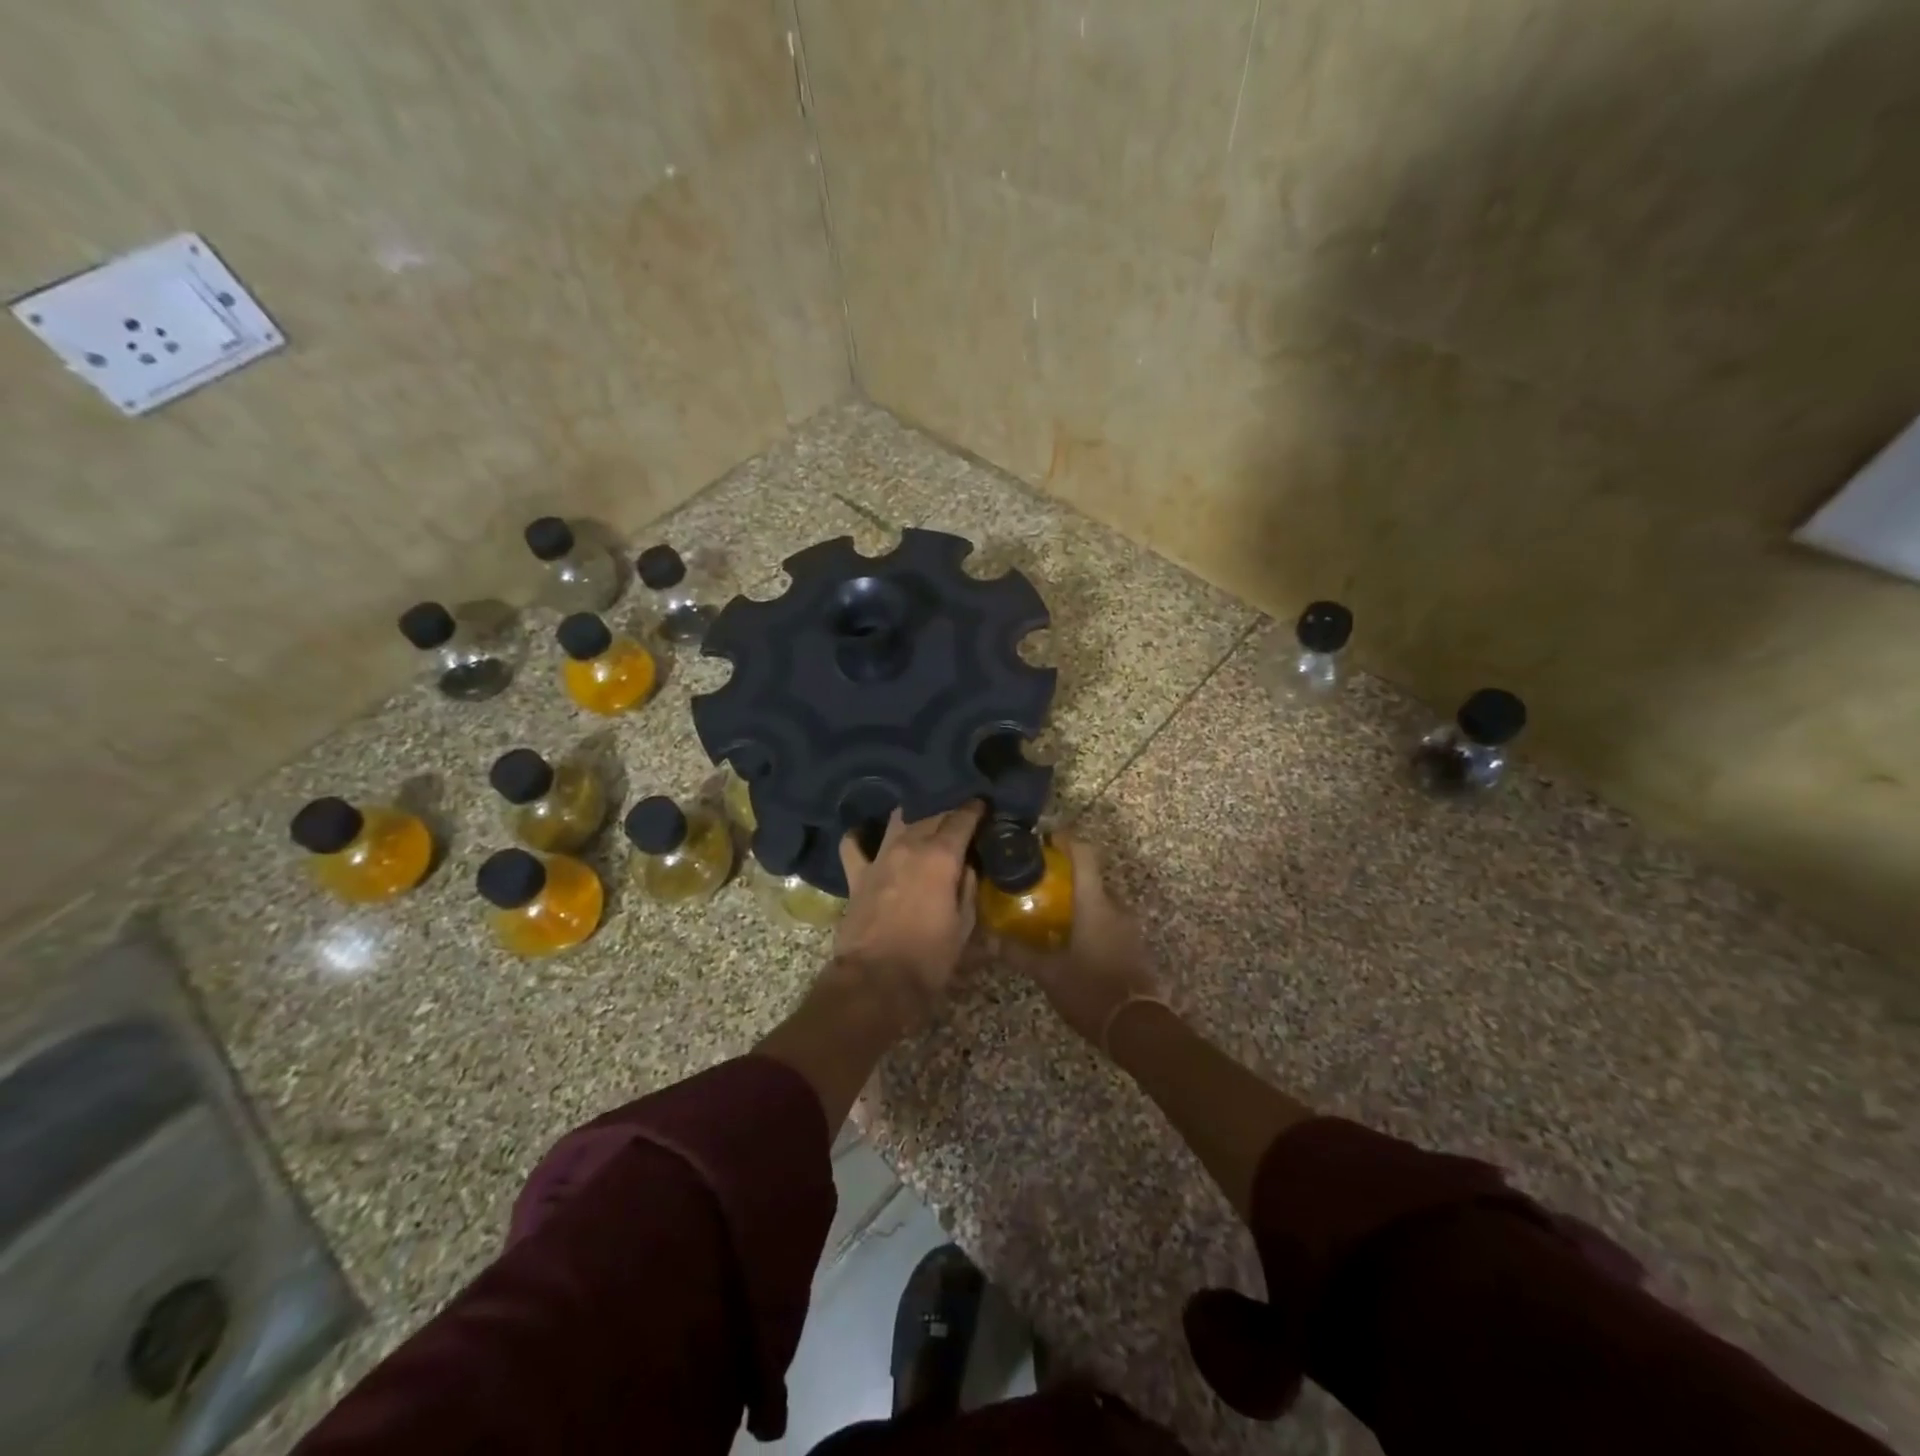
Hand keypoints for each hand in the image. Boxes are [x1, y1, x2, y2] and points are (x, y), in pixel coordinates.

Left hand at [833, 802, 983, 1030]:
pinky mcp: (857, 875)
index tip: (983, 805)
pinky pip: (854, 844)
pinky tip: (869, 835)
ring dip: (914, 815)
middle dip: (948, 810)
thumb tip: (967, 864)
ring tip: (925, 818)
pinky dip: (862, 835)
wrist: (876, 982)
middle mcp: (909, 846)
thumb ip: (968, 887)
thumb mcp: (964, 925)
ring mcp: (879, 857)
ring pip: (898, 820)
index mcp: (940, 857)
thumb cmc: (929, 958)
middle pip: (931, 813)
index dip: (975, 809)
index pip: (961, 818)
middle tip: (960, 816)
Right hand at [1005, 835, 1163, 1050]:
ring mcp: (1128, 927)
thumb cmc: (1091, 990)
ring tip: (1049, 911)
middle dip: (1065, 874)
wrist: (1138, 1028)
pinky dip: (1089, 921)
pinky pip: (1108, 922)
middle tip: (1037, 881)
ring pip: (1100, 901)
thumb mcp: (1048, 973)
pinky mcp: (1133, 946)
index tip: (1043, 837)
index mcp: (1095, 903)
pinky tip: (1070, 938)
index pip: (1084, 854)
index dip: (1065, 839)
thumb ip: (1018, 953)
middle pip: (1091, 877)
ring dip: (1078, 900)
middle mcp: (1115, 907)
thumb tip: (987, 939)